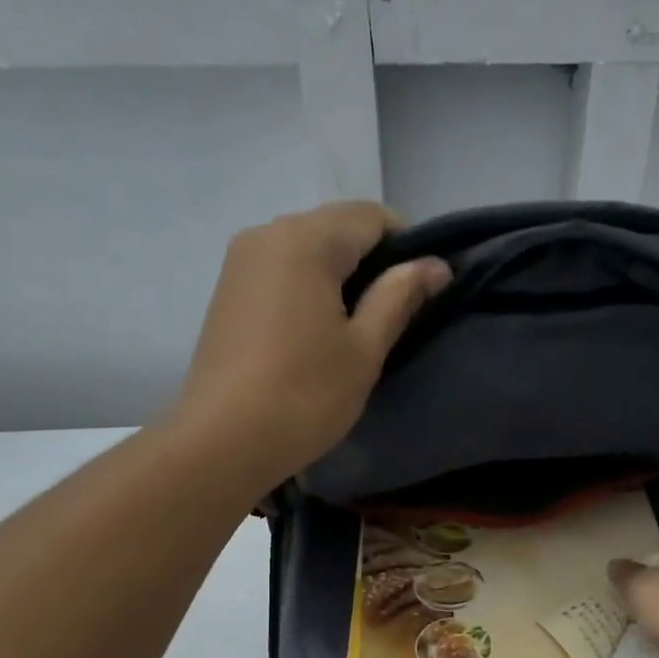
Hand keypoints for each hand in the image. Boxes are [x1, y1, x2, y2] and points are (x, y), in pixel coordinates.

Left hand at [167, 202, 449, 489]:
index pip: (373, 216)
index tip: (421, 293)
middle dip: (373, 261)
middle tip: (393, 316)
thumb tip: (436, 265)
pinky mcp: (227, 290)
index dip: (407, 247)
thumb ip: (400, 297)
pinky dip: (310, 288)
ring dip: (340, 276)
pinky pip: (282, 271)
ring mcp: (241, 261)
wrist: (222, 441)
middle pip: (337, 228)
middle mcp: (268, 232)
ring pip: (308, 249)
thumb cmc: (305, 395)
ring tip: (356, 329)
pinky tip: (317, 334)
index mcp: (307, 239)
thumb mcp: (364, 349)